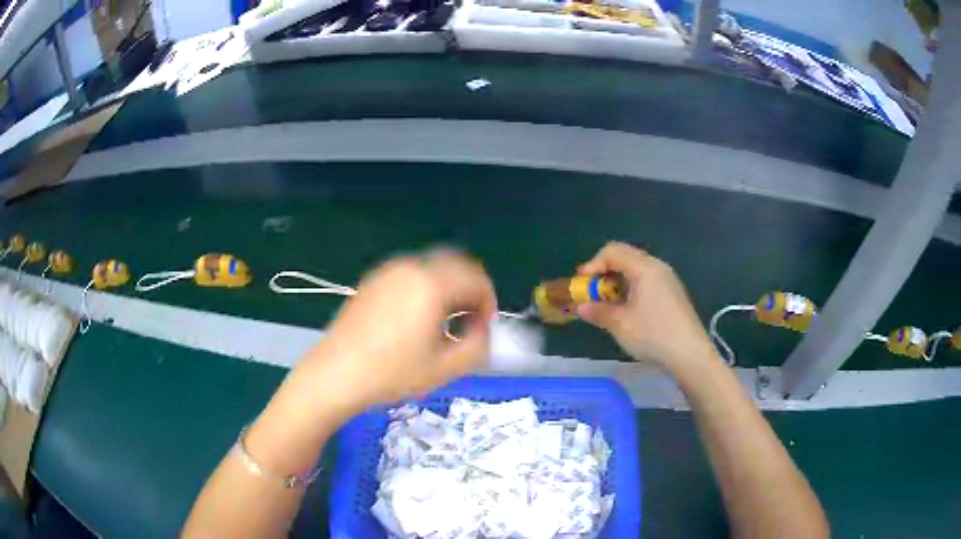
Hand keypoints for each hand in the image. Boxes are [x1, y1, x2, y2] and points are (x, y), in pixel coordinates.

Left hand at [305, 250, 496, 410]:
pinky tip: (418, 317)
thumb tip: (483, 329)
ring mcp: (388, 271)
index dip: (489, 301)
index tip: (485, 327)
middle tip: (470, 321)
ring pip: (432, 267)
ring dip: (448, 287)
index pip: (476, 278)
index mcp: (431, 283)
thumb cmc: (392, 373)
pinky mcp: (373, 280)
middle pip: (456, 264)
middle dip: (470, 290)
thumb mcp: (445, 368)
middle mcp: (411, 267)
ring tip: (445, 321)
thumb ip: (478, 345)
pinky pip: (411, 274)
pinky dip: (426, 287)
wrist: (336, 373)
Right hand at [576, 242, 719, 372]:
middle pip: (625, 257)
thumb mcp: (620, 324)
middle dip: (604, 272)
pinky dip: (630, 289)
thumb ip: (597, 311)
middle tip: (592, 292)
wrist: (689, 355)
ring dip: (617, 282)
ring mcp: (668, 280)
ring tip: (607, 304)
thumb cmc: (653, 335)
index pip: (613, 251)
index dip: (593, 264)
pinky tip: (628, 310)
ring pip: (636, 270)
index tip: (581, 284)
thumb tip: (581, 307)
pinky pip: (646, 281)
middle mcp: (657, 267)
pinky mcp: (673, 294)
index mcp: (644, 268)